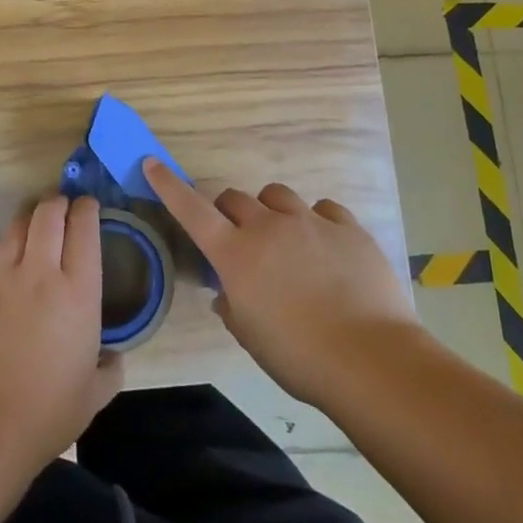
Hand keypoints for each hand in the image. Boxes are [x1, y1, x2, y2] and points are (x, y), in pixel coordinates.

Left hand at [0, 195, 122, 475]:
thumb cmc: (46, 413)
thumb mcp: (93, 396)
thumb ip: (110, 369)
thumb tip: (114, 358)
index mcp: (78, 291)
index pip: (84, 228)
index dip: (87, 208)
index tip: (90, 206)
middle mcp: (40, 273)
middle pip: (48, 213)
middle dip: (58, 202)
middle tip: (65, 207)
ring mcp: (2, 279)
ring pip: (17, 226)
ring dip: (31, 218)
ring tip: (38, 225)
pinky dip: (8, 249)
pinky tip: (11, 263)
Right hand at [144, 159, 414, 406]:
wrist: (370, 359)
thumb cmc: (299, 357)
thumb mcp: (251, 336)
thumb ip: (232, 305)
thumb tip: (228, 292)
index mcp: (236, 255)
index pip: (191, 210)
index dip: (169, 186)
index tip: (153, 164)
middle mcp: (268, 227)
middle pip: (235, 198)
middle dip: (229, 212)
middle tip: (239, 238)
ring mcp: (310, 222)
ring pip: (277, 195)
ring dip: (271, 211)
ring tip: (285, 239)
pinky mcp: (347, 228)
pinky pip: (322, 209)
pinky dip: (315, 221)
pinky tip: (326, 246)